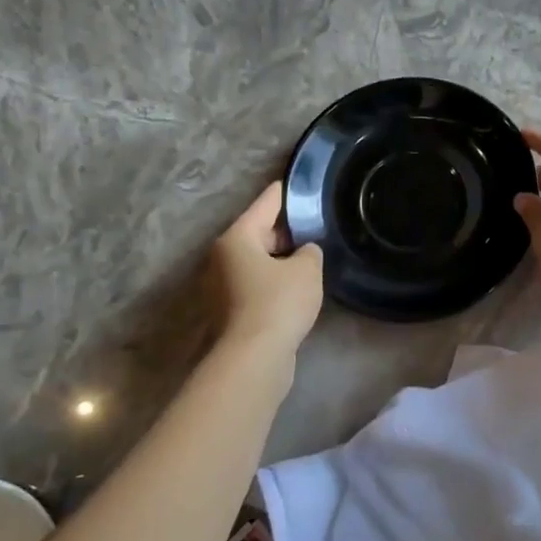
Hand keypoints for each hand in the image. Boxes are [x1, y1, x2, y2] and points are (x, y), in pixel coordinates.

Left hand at [210, 182, 323, 354]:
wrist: (253, 358)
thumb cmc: (278, 303)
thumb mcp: (307, 269)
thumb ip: (311, 251)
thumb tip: (304, 253)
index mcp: (237, 237)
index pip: (267, 202)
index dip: (288, 191)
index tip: (303, 181)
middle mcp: (223, 256)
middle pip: (259, 231)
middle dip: (287, 229)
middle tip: (317, 225)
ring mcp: (222, 285)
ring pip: (258, 259)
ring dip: (281, 258)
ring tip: (312, 256)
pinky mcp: (230, 310)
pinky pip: (257, 283)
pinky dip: (275, 281)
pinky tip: (298, 287)